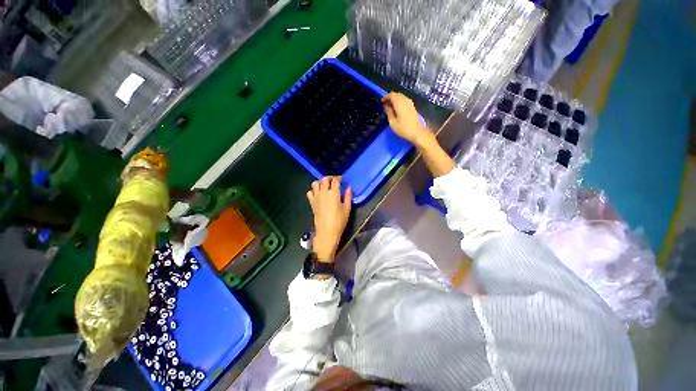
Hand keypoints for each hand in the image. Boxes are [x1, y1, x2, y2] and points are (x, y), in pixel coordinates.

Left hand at [306, 177, 352, 261]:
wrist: (326, 232)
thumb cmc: (339, 221)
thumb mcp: (347, 209)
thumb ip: (348, 197)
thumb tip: (349, 188)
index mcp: (334, 193)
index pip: (335, 180)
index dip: (339, 178)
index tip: (341, 179)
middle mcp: (323, 192)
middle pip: (325, 179)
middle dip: (330, 178)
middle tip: (334, 181)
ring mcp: (316, 197)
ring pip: (315, 183)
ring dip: (320, 182)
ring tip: (325, 186)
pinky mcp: (312, 202)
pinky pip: (310, 192)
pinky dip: (313, 190)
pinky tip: (318, 194)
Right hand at [382, 92, 430, 144]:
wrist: (416, 132)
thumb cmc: (403, 128)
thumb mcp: (392, 122)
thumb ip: (388, 112)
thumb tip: (386, 106)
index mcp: (399, 103)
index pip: (391, 95)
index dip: (386, 97)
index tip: (381, 101)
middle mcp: (405, 100)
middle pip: (396, 94)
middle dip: (390, 97)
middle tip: (385, 104)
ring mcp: (409, 103)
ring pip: (401, 96)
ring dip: (395, 99)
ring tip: (390, 106)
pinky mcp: (412, 106)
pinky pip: (404, 100)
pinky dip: (399, 101)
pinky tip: (396, 108)